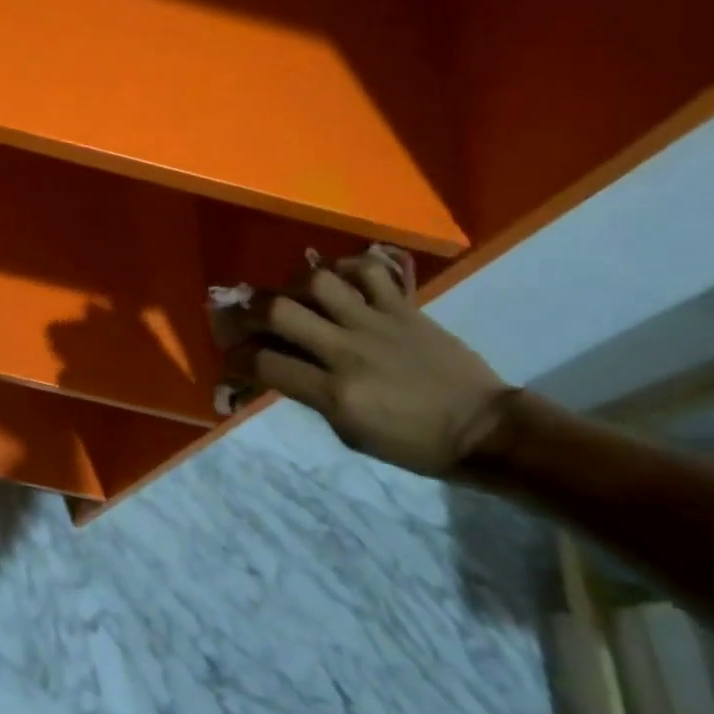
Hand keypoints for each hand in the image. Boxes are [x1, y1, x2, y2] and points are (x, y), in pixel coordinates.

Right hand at [226, 251, 508, 475]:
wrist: (483, 430)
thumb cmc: (413, 445)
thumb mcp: (351, 433)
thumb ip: (313, 396)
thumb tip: (281, 368)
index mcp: (336, 394)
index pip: (265, 364)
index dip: (236, 359)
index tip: (231, 356)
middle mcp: (348, 352)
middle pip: (280, 311)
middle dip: (251, 311)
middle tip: (245, 315)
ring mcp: (377, 324)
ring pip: (318, 282)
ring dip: (294, 285)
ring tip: (293, 294)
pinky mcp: (404, 307)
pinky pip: (368, 271)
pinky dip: (347, 267)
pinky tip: (338, 279)